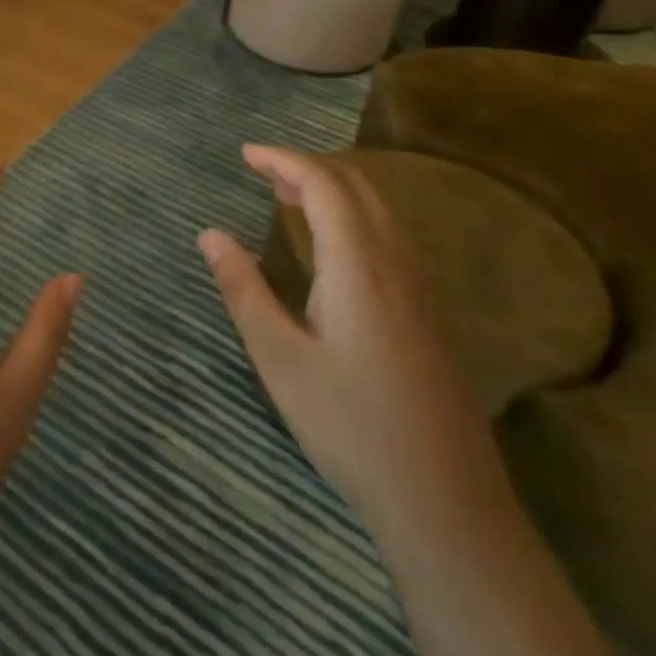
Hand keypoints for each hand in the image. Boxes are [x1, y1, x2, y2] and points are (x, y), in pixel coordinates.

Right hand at [198, 146, 504, 528]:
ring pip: (380, 209)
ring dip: (334, 189)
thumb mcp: (279, 358)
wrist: (446, 501)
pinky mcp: (430, 311)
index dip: (284, 159)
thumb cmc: (350, 426)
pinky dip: (355, 215)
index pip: (324, 184)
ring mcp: (421, 287)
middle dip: (309, 166)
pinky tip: (333, 245)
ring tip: (288, 198)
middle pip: (358, 186)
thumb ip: (243, 289)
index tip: (245, 154)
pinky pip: (391, 235)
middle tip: (262, 172)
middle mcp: (396, 263)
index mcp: (358, 266)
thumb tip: (210, 234)